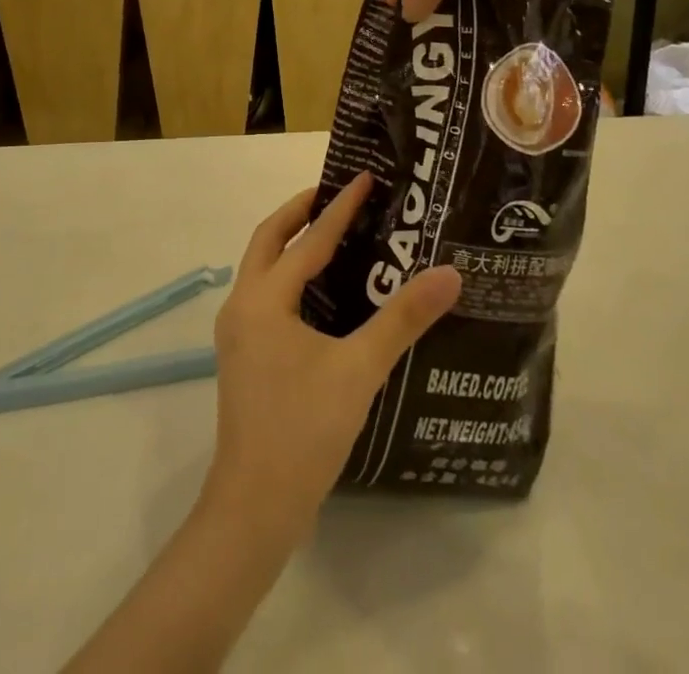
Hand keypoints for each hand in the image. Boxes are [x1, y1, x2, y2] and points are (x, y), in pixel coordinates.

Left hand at [206, 172, 460, 543]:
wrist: (255, 509)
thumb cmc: (304, 430)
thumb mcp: (360, 369)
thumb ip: (404, 318)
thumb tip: (449, 274)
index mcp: (264, 300)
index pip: (308, 240)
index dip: (340, 208)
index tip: (364, 178)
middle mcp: (243, 306)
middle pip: (268, 239)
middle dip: (300, 211)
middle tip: (336, 193)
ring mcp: (239, 333)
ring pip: (262, 267)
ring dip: (291, 242)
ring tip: (331, 231)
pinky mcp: (245, 356)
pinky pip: (266, 294)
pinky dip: (288, 274)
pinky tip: (320, 291)